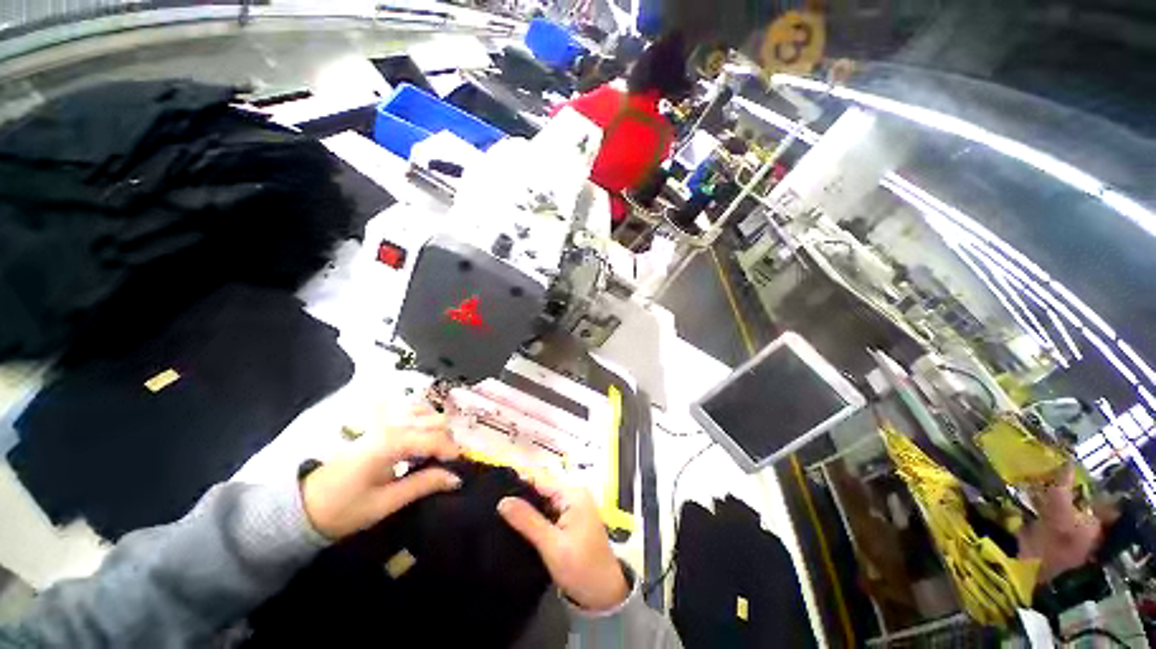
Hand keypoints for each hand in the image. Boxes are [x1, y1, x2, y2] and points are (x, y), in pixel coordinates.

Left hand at [302, 404, 461, 539]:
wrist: (304, 506)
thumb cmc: (343, 509)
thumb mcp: (385, 504)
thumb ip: (422, 485)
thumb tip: (456, 478)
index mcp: (390, 444)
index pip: (433, 438)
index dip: (451, 451)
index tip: (460, 467)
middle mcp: (390, 426)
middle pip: (434, 420)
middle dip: (447, 439)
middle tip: (449, 463)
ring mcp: (384, 423)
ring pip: (425, 413)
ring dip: (438, 429)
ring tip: (438, 452)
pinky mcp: (380, 427)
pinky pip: (412, 414)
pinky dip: (425, 422)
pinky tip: (424, 439)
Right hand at [497, 475, 628, 610]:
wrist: (604, 593)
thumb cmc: (581, 568)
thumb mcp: (551, 545)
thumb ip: (527, 521)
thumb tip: (503, 501)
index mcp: (573, 494)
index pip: (540, 479)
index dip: (518, 482)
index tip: (495, 490)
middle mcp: (574, 494)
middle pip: (541, 488)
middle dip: (521, 496)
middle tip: (495, 507)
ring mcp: (573, 506)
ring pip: (544, 501)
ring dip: (527, 508)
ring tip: (501, 515)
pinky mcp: (571, 519)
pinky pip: (549, 511)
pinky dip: (536, 517)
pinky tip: (519, 525)